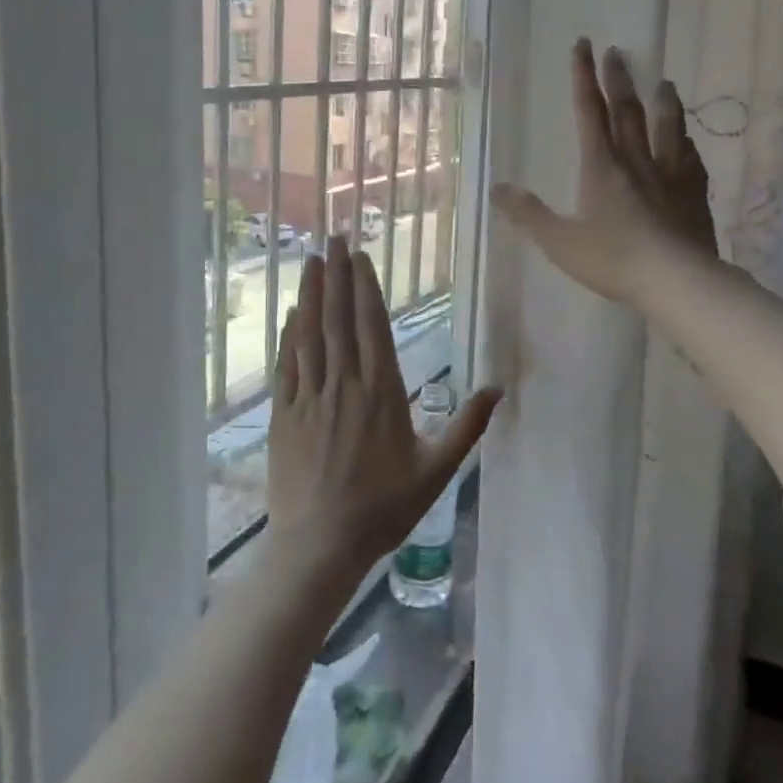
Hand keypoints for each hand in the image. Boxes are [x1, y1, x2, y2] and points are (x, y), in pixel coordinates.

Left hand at [266, 236, 502, 581]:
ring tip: (313, 259)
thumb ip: (467, 427)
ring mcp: (310, 398)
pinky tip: (293, 312)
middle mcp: (344, 385)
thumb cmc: (383, 508)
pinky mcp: (284, 415)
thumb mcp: (437, 471)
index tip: (360, 255)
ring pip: (311, 334)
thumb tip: (498, 389)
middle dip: (339, 276)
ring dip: (312, 294)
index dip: (366, 287)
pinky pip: (288, 364)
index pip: (372, 326)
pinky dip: (290, 334)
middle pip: (340, 319)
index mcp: (381, 392)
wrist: (320, 545)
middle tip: (334, 237)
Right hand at [492, 39, 717, 306]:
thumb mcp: (560, 241)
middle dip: (619, 79)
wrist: (676, 280)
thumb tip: (497, 189)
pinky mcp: (694, 194)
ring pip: (666, 128)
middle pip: (627, 111)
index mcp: (601, 166)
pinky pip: (691, 159)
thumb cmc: (613, 259)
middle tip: (617, 51)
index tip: (584, 45)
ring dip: (663, 103)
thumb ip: (528, 215)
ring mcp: (670, 175)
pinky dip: (687, 143)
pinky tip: (690, 140)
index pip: (589, 112)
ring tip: (664, 82)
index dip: (583, 77)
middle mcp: (636, 160)